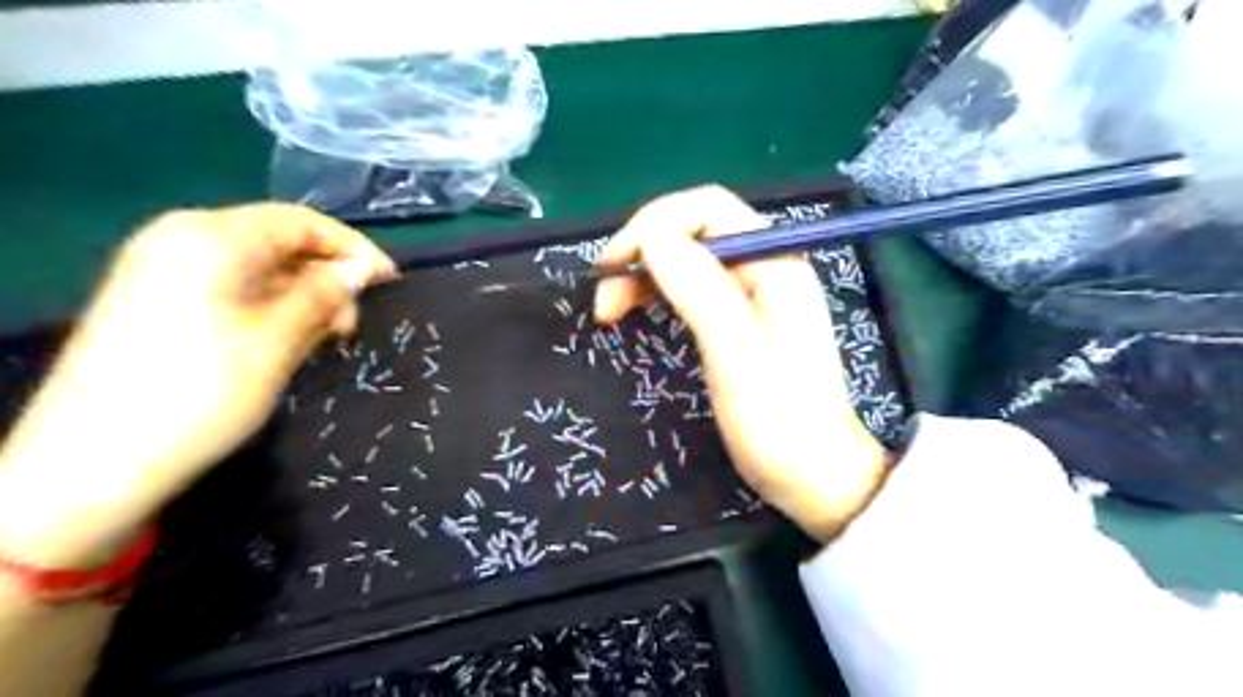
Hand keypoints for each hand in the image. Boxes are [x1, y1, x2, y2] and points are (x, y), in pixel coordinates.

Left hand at [0, 202, 393, 566]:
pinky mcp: (158, 301)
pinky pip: (232, 288)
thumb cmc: (202, 389)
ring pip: (258, 268)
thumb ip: (325, 294)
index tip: (389, 281)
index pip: (301, 222)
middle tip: (350, 326)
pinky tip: (287, 343)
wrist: (95, 460)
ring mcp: (165, 270)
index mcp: (211, 237)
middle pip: (279, 242)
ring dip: (301, 298)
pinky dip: (270, 308)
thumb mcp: (280, 338)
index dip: (352, 248)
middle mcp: (183, 240)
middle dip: (325, 278)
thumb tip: (361, 269)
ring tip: (323, 341)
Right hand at [597, 184, 888, 544]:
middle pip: (693, 232)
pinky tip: (637, 311)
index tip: (613, 265)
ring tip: (609, 310)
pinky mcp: (736, 322)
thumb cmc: (780, 418)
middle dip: (642, 252)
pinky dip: (657, 295)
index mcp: (773, 262)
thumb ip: (699, 287)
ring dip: (644, 274)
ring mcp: (749, 296)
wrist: (812, 476)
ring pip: (686, 261)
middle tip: (603, 297)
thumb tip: (650, 233)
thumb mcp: (737, 351)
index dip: (654, 224)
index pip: (708, 209)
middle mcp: (762, 268)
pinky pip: (690, 290)